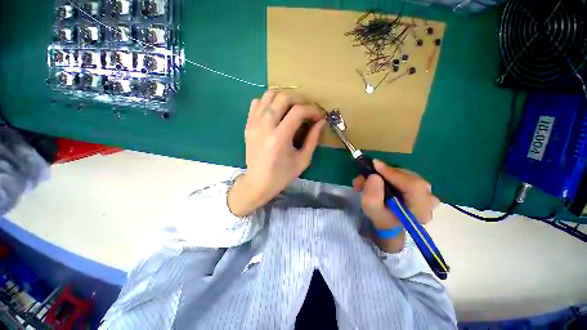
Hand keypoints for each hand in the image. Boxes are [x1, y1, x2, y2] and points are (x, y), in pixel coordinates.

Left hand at [228, 91, 325, 216]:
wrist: (258, 182)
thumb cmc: (282, 175)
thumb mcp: (303, 160)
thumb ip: (313, 139)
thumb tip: (321, 122)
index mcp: (279, 137)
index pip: (298, 111)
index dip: (312, 110)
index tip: (318, 116)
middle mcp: (265, 126)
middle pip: (283, 97)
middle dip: (300, 99)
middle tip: (307, 110)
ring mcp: (254, 124)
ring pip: (269, 95)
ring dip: (284, 98)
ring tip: (292, 108)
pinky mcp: (248, 125)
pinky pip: (257, 102)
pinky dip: (269, 102)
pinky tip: (276, 112)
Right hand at [352, 159, 439, 252]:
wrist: (390, 225)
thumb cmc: (381, 219)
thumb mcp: (372, 210)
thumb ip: (372, 195)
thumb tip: (374, 176)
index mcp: (420, 209)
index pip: (413, 185)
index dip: (393, 173)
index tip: (374, 165)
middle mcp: (429, 199)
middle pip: (408, 177)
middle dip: (385, 173)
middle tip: (367, 173)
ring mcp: (427, 192)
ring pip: (405, 174)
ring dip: (385, 173)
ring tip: (368, 178)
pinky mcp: (421, 188)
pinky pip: (406, 175)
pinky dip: (390, 175)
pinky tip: (378, 178)